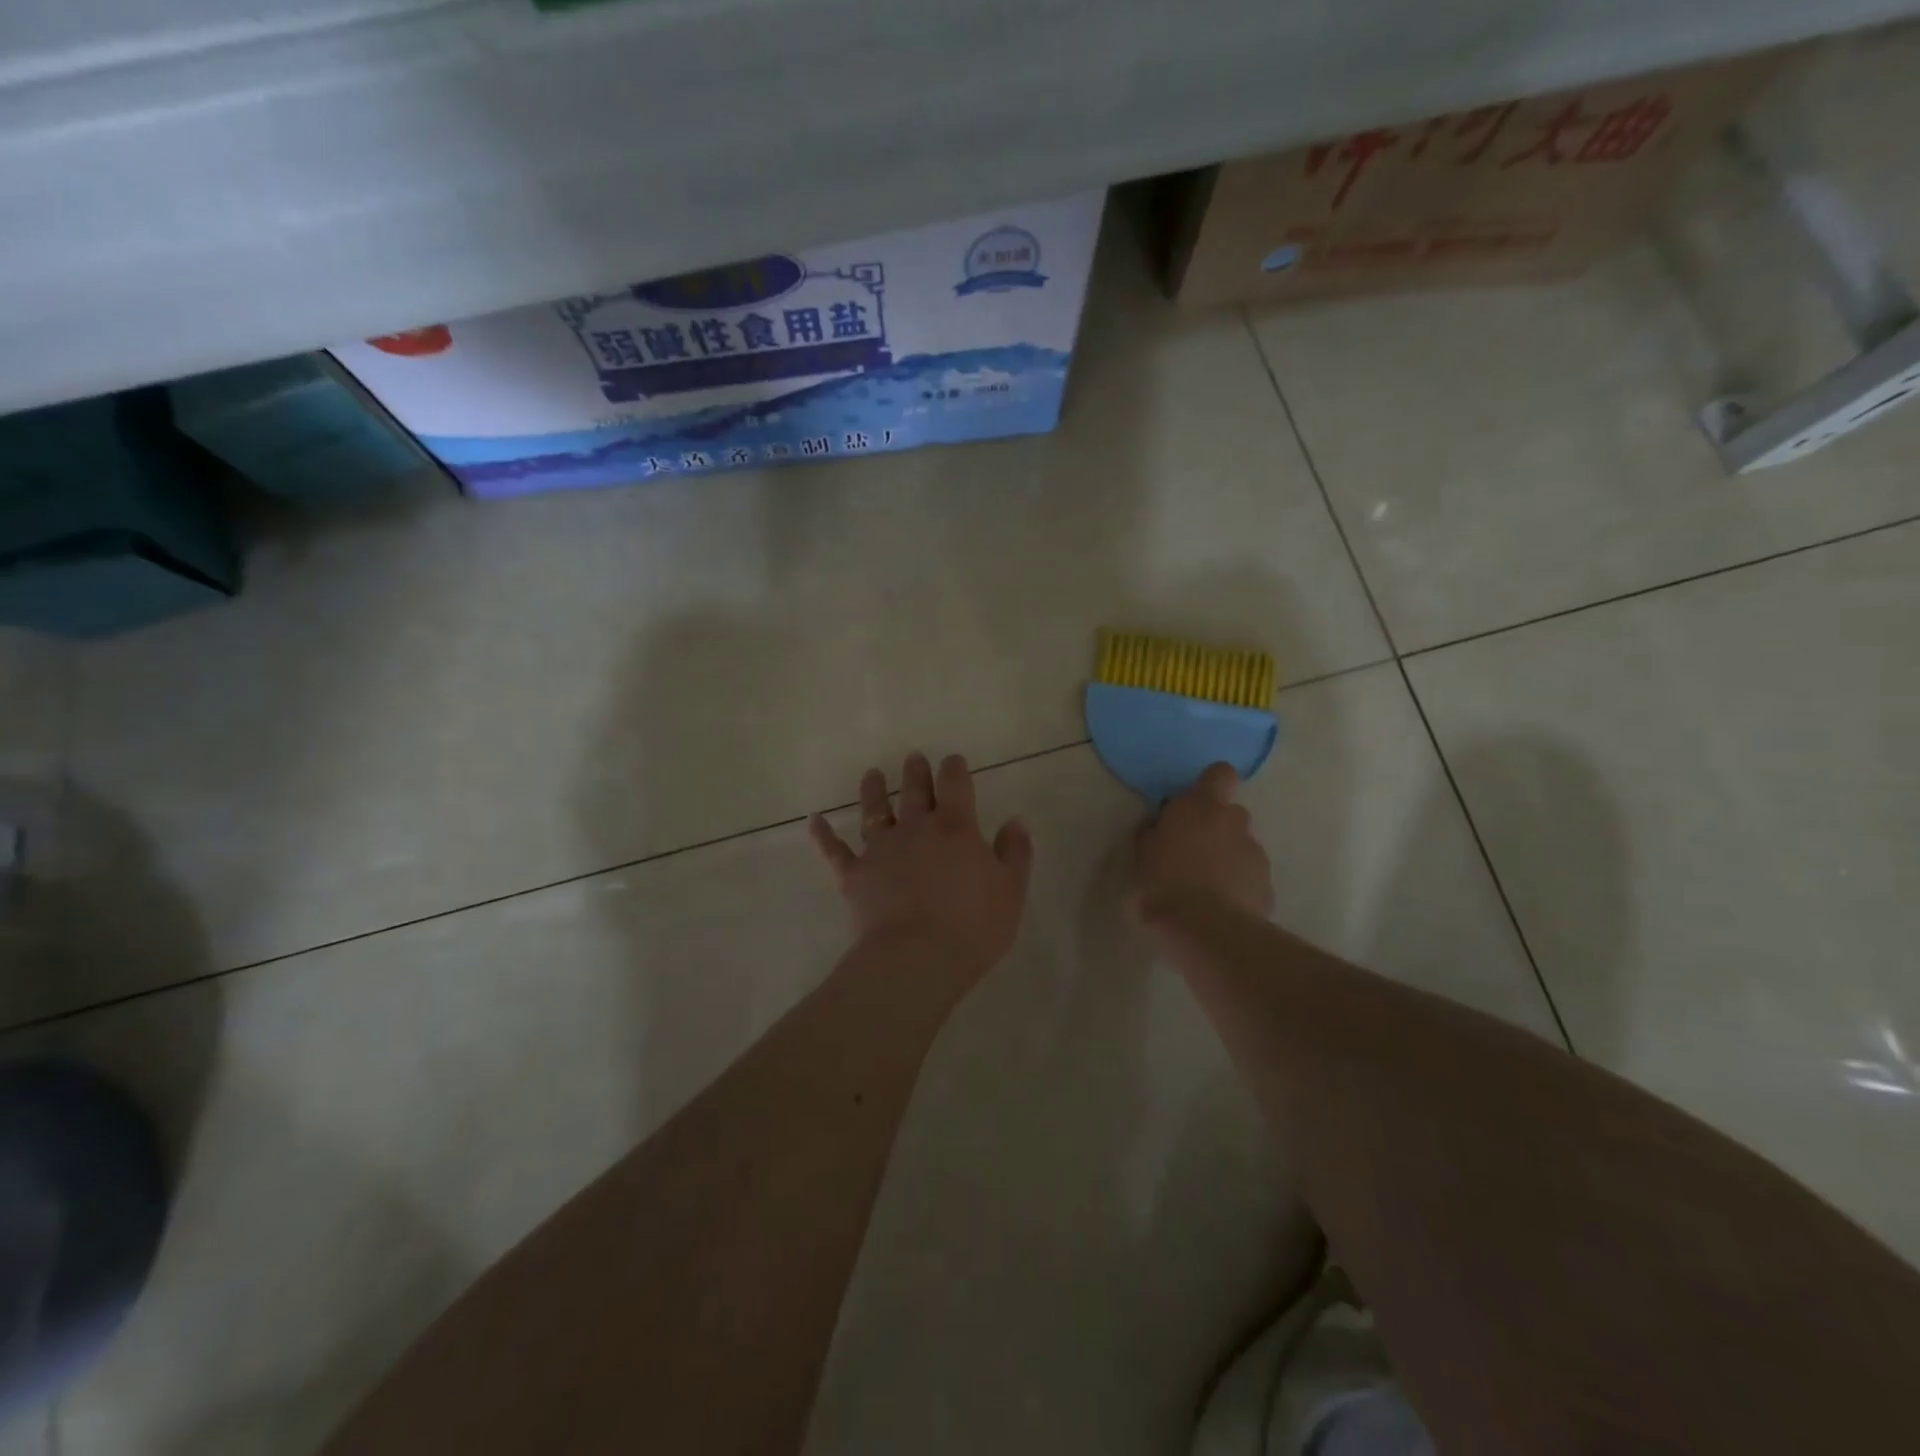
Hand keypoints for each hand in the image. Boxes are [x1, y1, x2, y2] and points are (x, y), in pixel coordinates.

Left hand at [810, 753, 1033, 985]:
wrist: (917, 958)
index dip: (954, 769)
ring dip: (872, 790)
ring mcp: (880, 849)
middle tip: (913, 758)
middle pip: (913, 791)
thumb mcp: (1011, 890)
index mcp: (955, 827)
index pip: (955, 784)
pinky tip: (814, 820)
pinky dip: (822, 834)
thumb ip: (1014, 852)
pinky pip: (834, 850)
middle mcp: (915, 828)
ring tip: (871, 774)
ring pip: (874, 811)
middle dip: (915, 772)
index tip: (953, 760)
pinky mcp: (854, 875)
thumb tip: (1015, 820)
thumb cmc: (973, 926)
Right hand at [1132, 763, 1273, 921]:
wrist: (1206, 932)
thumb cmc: (1161, 886)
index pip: (1219, 774)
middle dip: (1215, 828)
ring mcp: (1255, 853)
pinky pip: (1250, 876)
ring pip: (1241, 846)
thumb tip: (1159, 827)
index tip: (1195, 804)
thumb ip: (1154, 834)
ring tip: (1205, 888)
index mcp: (1201, 807)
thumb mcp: (1140, 856)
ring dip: (1226, 858)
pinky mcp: (1267, 884)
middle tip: (1191, 853)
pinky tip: (1220, 908)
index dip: (1211, 785)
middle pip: (1230, 813)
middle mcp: (1234, 822)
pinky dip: (1238, 886)